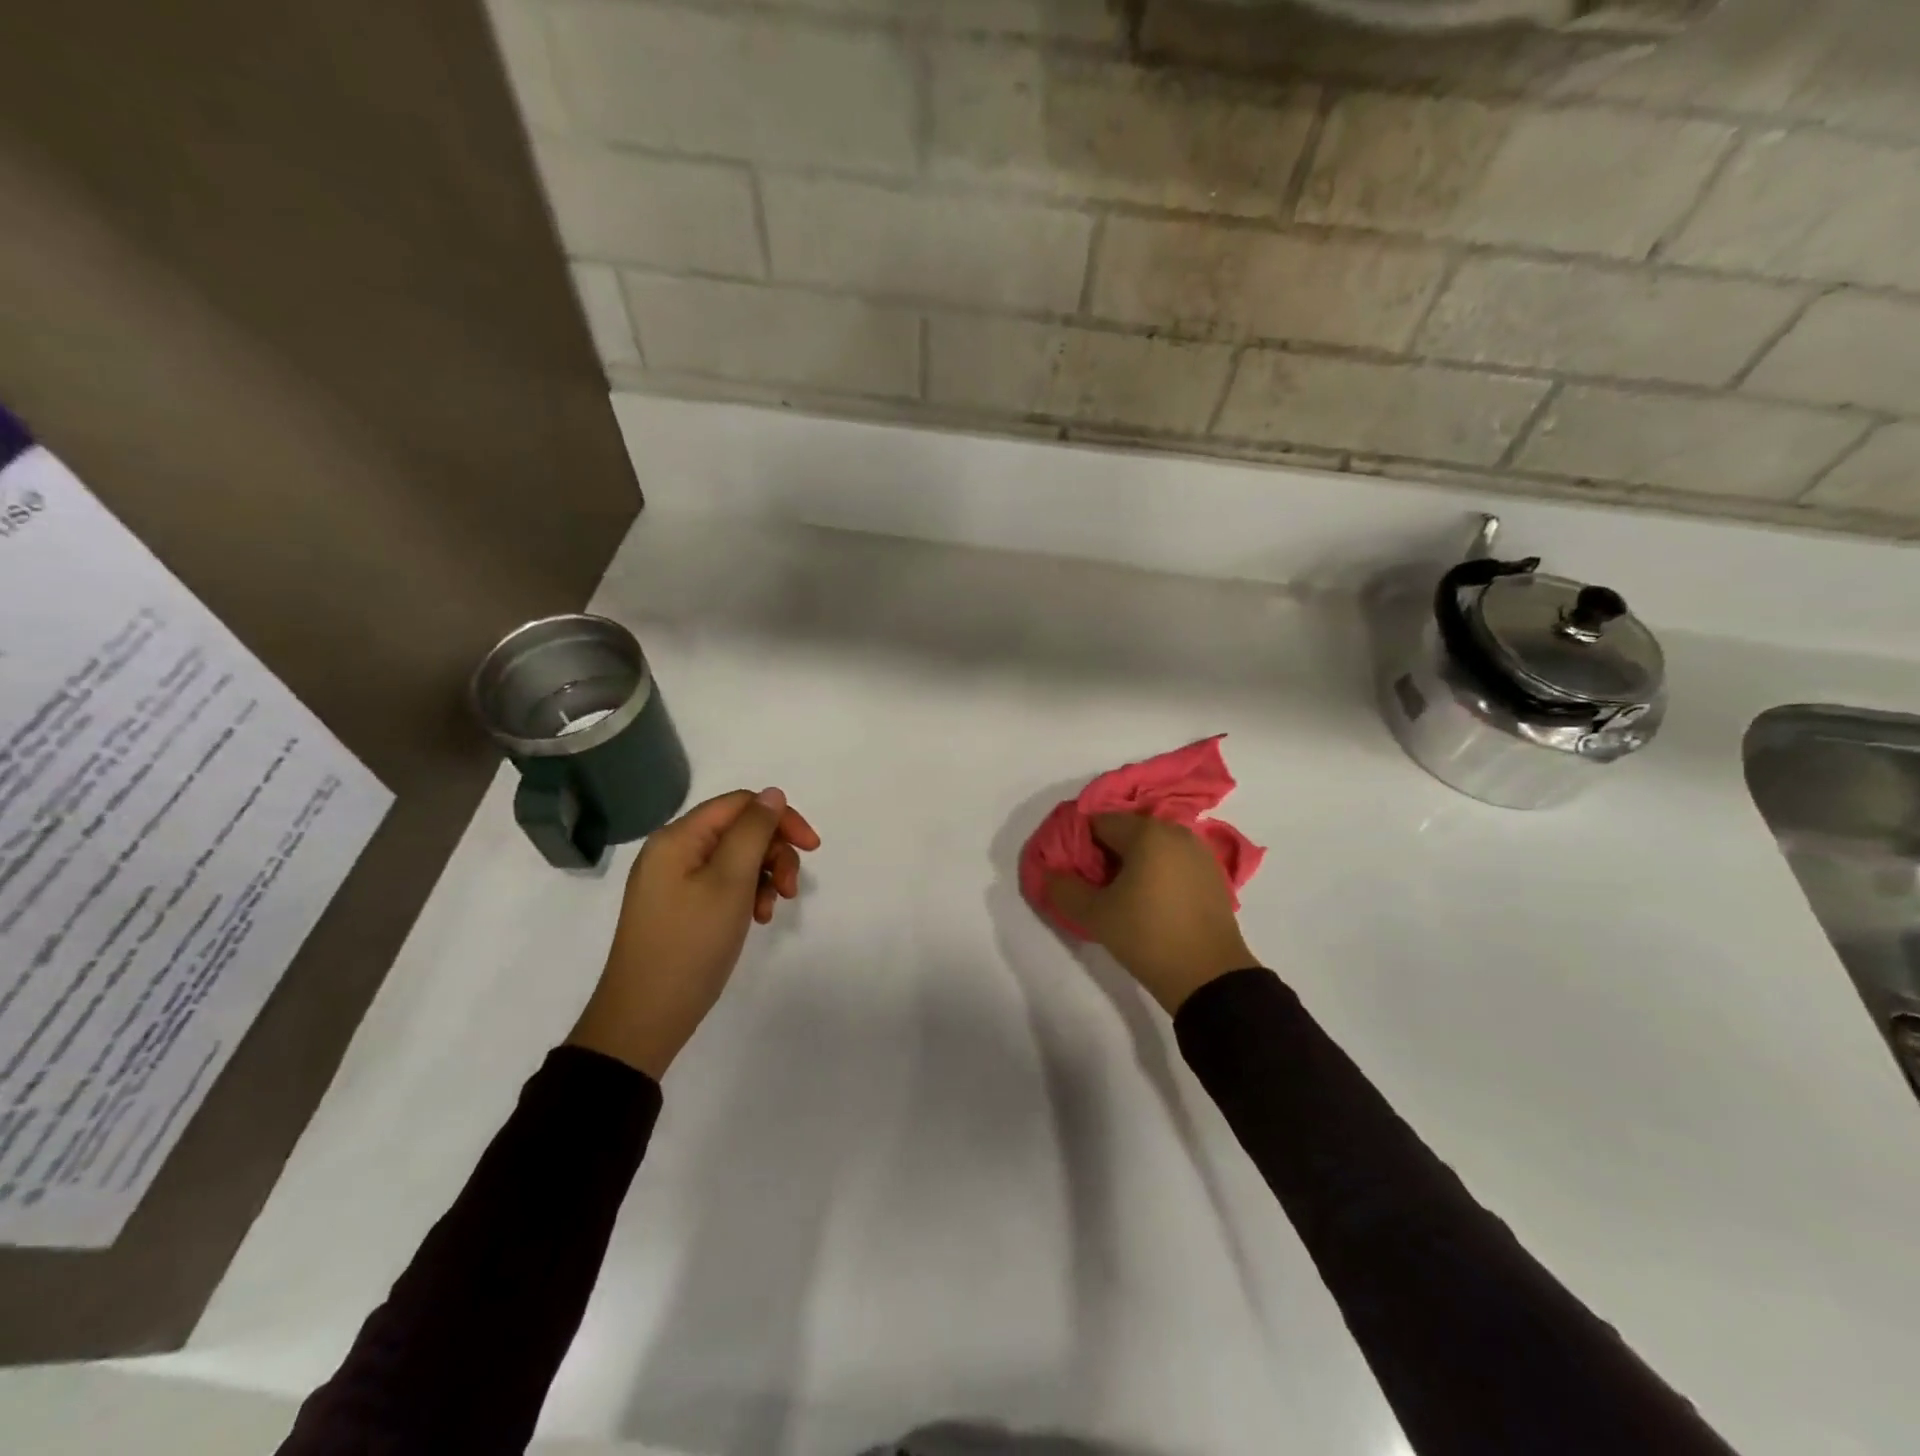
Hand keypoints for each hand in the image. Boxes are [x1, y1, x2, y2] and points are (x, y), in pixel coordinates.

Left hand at [568, 787, 820, 1078]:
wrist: (644, 1017)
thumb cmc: (691, 944)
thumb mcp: (730, 882)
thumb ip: (754, 831)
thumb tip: (773, 794)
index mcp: (679, 837)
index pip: (740, 804)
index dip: (781, 818)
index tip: (812, 849)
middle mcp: (674, 851)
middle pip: (739, 830)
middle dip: (774, 853)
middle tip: (792, 890)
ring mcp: (674, 881)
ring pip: (736, 859)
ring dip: (764, 877)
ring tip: (771, 911)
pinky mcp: (680, 907)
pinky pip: (723, 884)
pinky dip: (747, 896)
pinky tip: (756, 920)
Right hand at [1047, 815, 1254, 1015]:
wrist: (1210, 977)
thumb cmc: (1147, 936)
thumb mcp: (1094, 915)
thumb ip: (1063, 888)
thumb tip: (1049, 873)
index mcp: (1147, 832)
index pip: (1098, 822)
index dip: (1079, 844)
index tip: (1074, 873)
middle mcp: (1176, 832)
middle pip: (1127, 832)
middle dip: (1106, 854)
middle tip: (1094, 888)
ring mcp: (1199, 852)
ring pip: (1152, 847)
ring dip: (1132, 864)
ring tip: (1121, 897)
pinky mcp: (1213, 875)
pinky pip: (1173, 862)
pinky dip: (1157, 873)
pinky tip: (1151, 903)